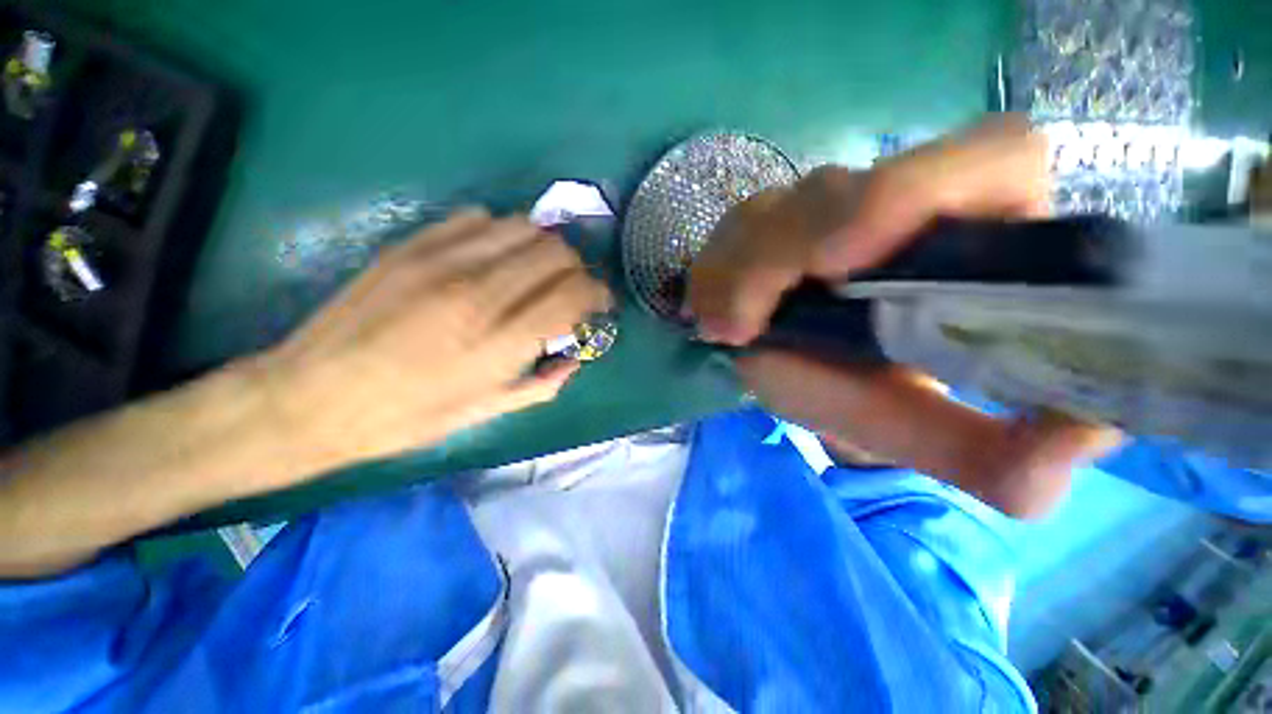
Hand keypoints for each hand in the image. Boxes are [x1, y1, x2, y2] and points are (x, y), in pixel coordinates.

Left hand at [260, 209, 610, 473]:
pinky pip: (477, 219)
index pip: (573, 294)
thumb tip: (575, 359)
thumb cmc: (407, 417)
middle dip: (577, 268)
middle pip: (556, 252)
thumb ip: (542, 383)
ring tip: (537, 270)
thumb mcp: (486, 411)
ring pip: (522, 227)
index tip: (599, 303)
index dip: (597, 294)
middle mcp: (478, 292)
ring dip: (544, 247)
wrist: (311, 398)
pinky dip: (501, 234)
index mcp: (499, 342)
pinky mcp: (411, 245)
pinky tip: (495, 257)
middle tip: (571, 288)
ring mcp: (441, 261)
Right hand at [687, 115, 1120, 517]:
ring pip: (770, 210)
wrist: (809, 375)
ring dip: (734, 273)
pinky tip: (709, 312)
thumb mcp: (922, 431)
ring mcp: (823, 203)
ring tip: (723, 329)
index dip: (908, 193)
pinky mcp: (770, 218)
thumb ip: (995, 455)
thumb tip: (1088, 436)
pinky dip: (712, 272)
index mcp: (976, 235)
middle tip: (738, 328)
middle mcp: (898, 201)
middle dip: (775, 258)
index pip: (984, 160)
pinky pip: (730, 231)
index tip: (836, 264)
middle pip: (836, 190)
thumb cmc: (870, 398)